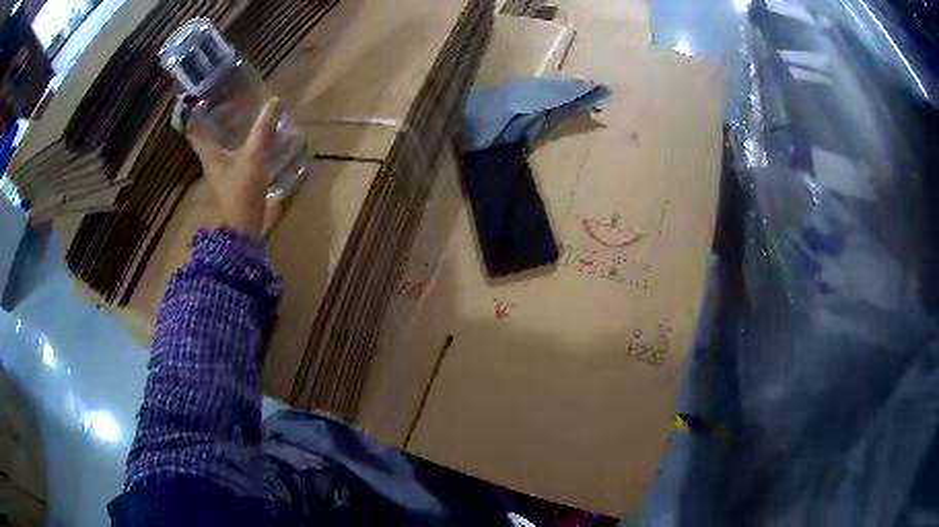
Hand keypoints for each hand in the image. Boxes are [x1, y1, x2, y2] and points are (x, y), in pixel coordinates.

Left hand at [186, 99, 281, 237]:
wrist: (244, 227)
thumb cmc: (242, 190)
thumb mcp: (254, 156)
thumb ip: (263, 129)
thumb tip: (274, 100)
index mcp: (209, 153)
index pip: (194, 129)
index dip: (194, 112)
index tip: (200, 94)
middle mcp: (212, 159)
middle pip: (208, 133)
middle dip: (215, 114)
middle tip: (227, 94)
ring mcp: (222, 169)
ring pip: (221, 141)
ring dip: (227, 126)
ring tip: (240, 108)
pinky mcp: (233, 176)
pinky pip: (232, 150)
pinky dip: (238, 138)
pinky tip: (251, 133)